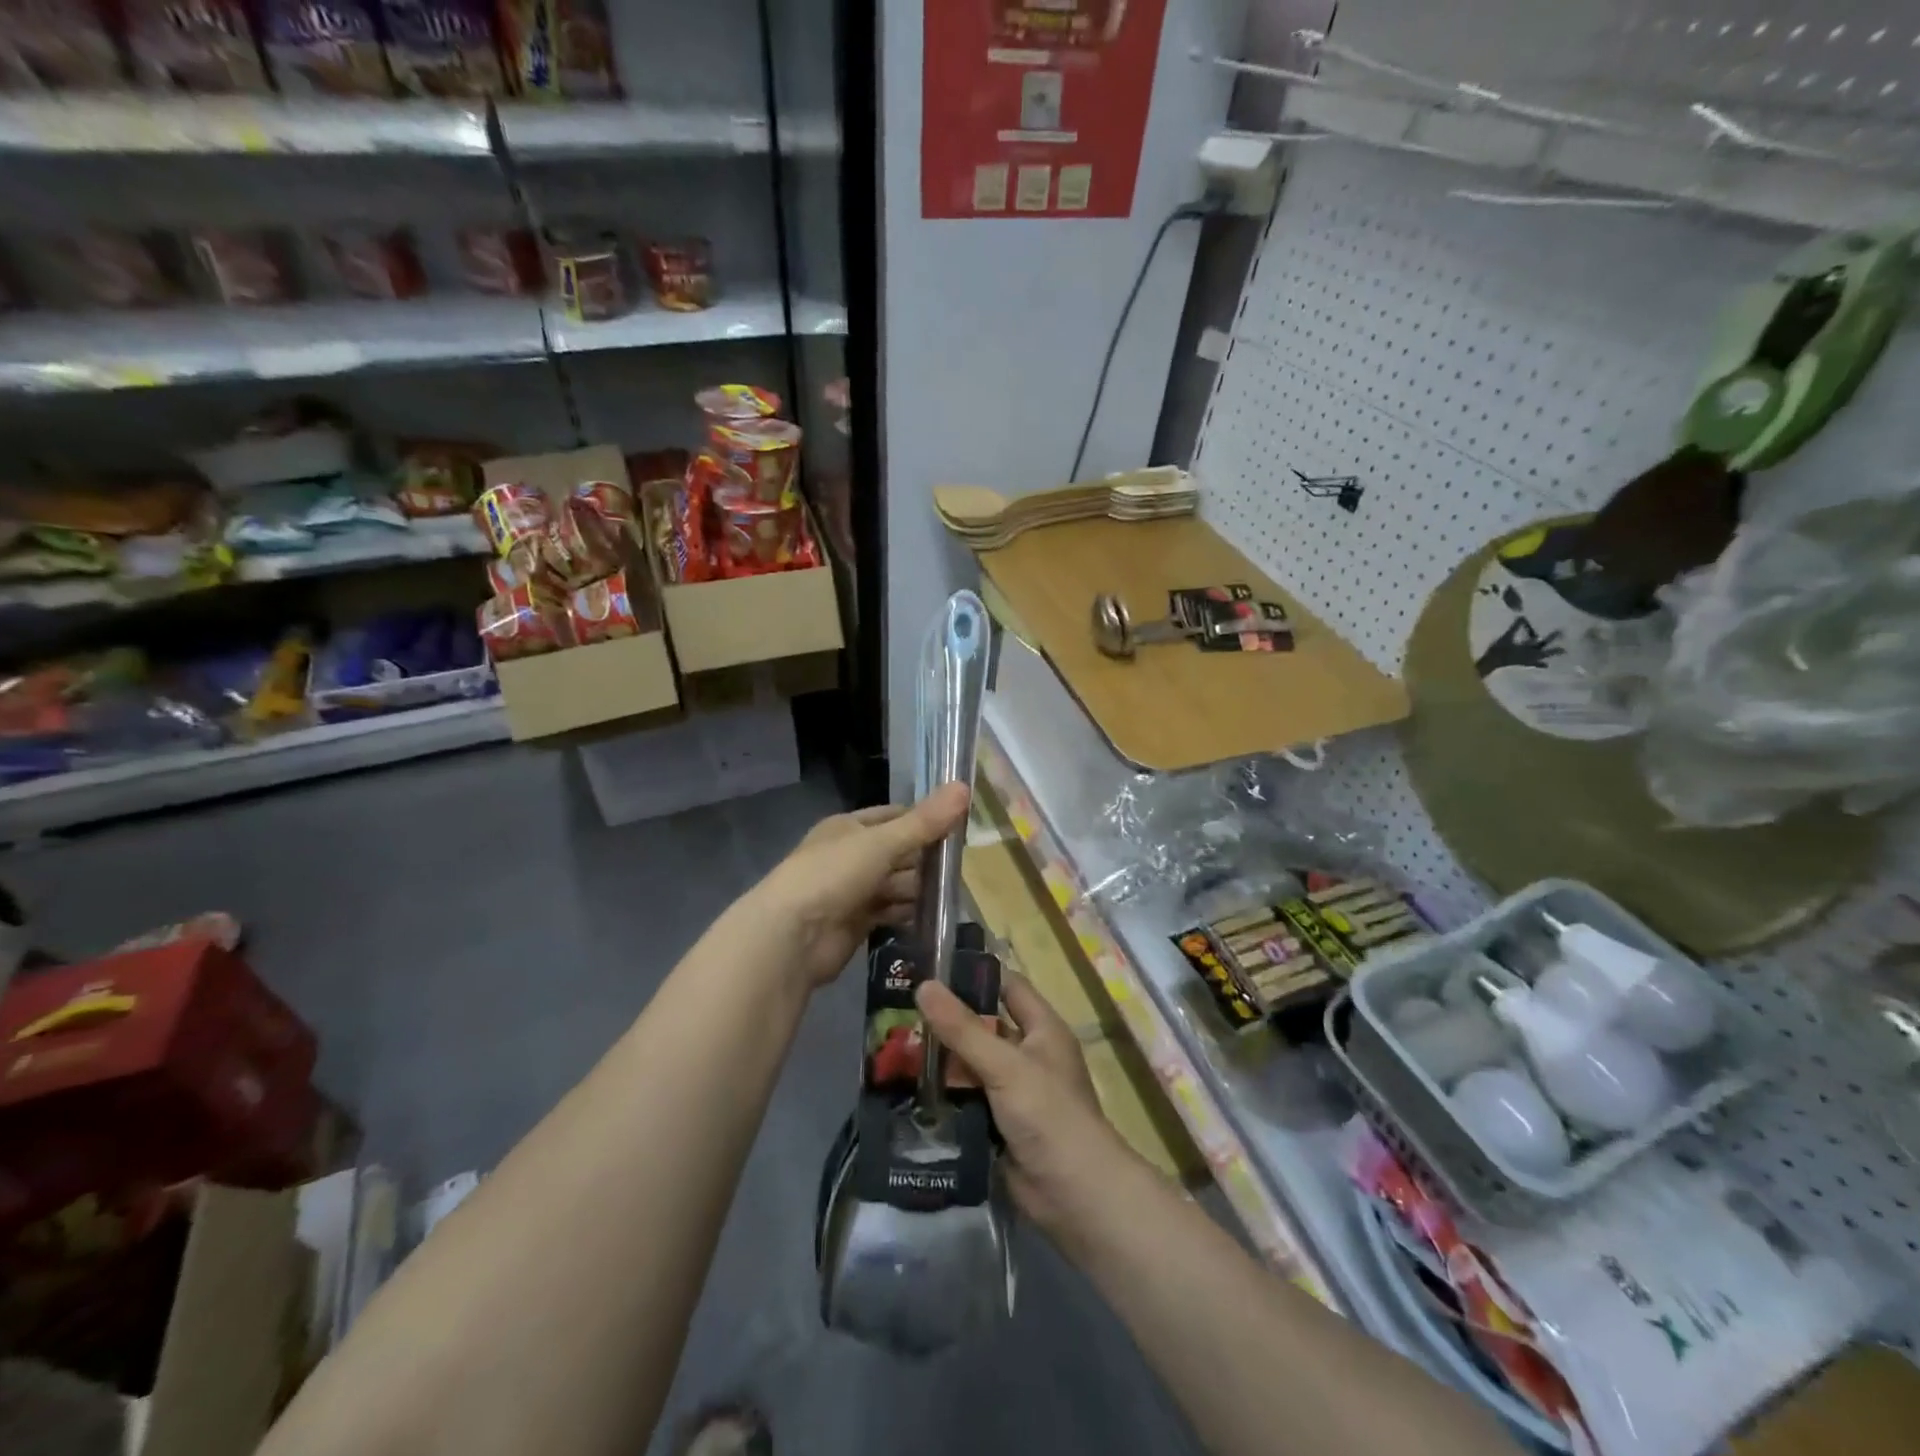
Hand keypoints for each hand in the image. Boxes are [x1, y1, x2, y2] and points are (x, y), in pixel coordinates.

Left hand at [750, 783, 970, 989]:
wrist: (791, 937)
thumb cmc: (833, 875)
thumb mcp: (881, 842)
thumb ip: (924, 822)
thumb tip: (965, 786)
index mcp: (849, 827)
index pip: (895, 816)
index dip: (925, 820)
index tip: (960, 827)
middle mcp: (850, 855)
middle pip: (898, 852)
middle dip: (925, 859)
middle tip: (963, 868)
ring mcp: (851, 890)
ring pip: (895, 884)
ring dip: (919, 889)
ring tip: (953, 895)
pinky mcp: (855, 923)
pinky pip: (889, 912)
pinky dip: (908, 913)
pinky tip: (933, 917)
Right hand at [916, 970, 1135, 1236]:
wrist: (1073, 1195)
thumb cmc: (1049, 1114)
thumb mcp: (1005, 1065)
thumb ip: (963, 1028)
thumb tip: (924, 985)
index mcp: (1041, 1028)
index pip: (1006, 985)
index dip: (974, 973)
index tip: (931, 964)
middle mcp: (1027, 1053)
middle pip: (983, 1026)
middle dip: (947, 1019)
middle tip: (900, 1007)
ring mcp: (1012, 1090)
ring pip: (970, 1064)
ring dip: (940, 1058)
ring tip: (893, 1043)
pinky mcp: (997, 1123)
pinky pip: (965, 1098)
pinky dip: (943, 1093)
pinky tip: (907, 1086)